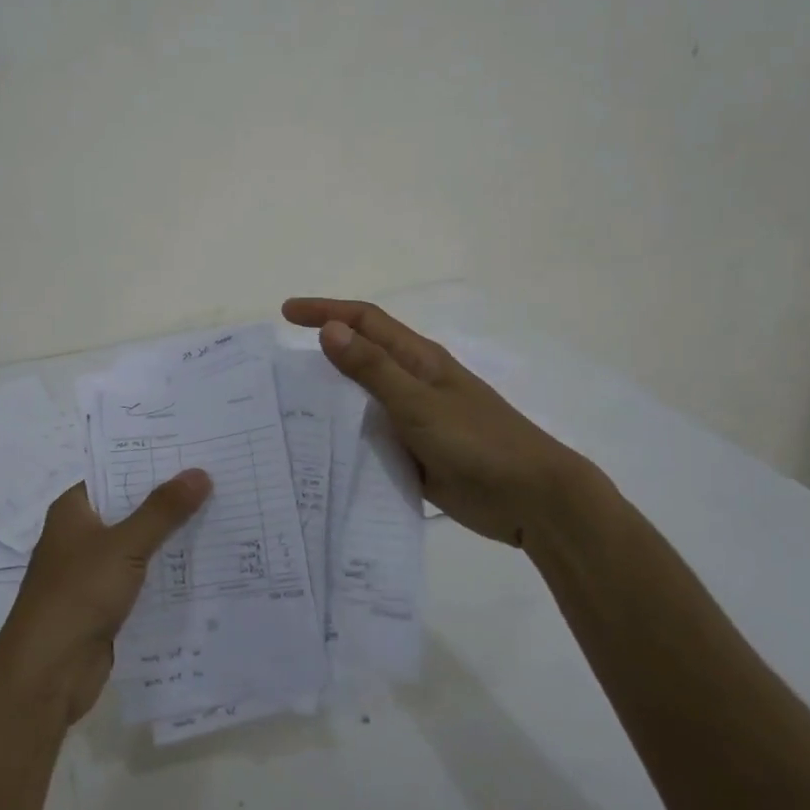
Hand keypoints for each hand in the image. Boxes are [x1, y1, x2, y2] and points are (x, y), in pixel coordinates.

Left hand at [0, 471, 211, 722]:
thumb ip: (163, 510)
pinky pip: (142, 580)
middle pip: (131, 509)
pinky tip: (204, 565)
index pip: (115, 474)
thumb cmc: (77, 595)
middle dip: (169, 501)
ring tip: (221, 517)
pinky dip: (167, 574)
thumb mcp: (125, 545)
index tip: (192, 452)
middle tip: (217, 481)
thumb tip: (200, 472)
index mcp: (73, 511)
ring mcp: (92, 573)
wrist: (47, 674)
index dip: (151, 463)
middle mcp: (80, 536)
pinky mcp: (105, 606)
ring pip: (139, 546)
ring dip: (172, 539)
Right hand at [282, 298, 610, 546]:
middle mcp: (413, 383)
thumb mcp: (419, 402)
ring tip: (286, 411)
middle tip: (277, 367)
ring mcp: (415, 420)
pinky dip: (347, 438)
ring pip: (363, 400)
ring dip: (331, 400)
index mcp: (418, 359)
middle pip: (361, 358)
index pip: (365, 321)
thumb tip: (330, 329)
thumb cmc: (478, 440)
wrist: (532, 498)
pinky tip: (320, 454)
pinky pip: (372, 438)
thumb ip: (373, 368)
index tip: (286, 313)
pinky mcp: (416, 454)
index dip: (326, 311)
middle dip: (322, 353)